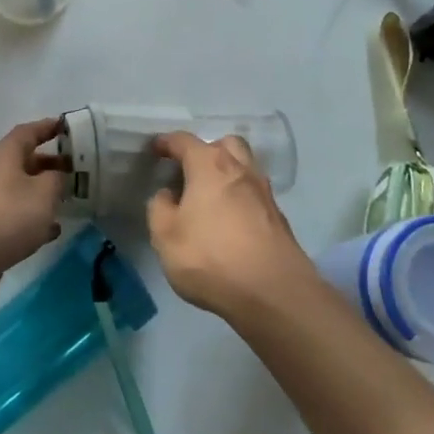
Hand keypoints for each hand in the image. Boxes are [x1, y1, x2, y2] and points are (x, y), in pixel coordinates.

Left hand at [0, 118, 69, 299]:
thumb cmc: (8, 214)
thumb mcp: (43, 192)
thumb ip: (56, 179)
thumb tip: (57, 175)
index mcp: (4, 153)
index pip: (29, 132)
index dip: (49, 127)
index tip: (68, 128)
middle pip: (24, 161)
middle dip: (50, 164)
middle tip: (76, 169)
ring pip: (20, 189)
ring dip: (42, 193)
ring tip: (68, 199)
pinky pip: (14, 214)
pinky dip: (33, 218)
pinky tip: (52, 230)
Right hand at [147, 132, 316, 316]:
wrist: (273, 292)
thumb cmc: (210, 257)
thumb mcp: (165, 236)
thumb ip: (160, 208)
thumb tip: (167, 194)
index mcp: (209, 165)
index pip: (184, 141)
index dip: (167, 142)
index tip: (156, 148)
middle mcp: (240, 169)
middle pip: (224, 145)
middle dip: (206, 150)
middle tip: (190, 170)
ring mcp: (264, 192)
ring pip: (244, 167)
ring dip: (227, 173)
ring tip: (209, 195)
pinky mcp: (278, 217)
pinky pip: (254, 194)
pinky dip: (240, 197)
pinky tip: (229, 219)